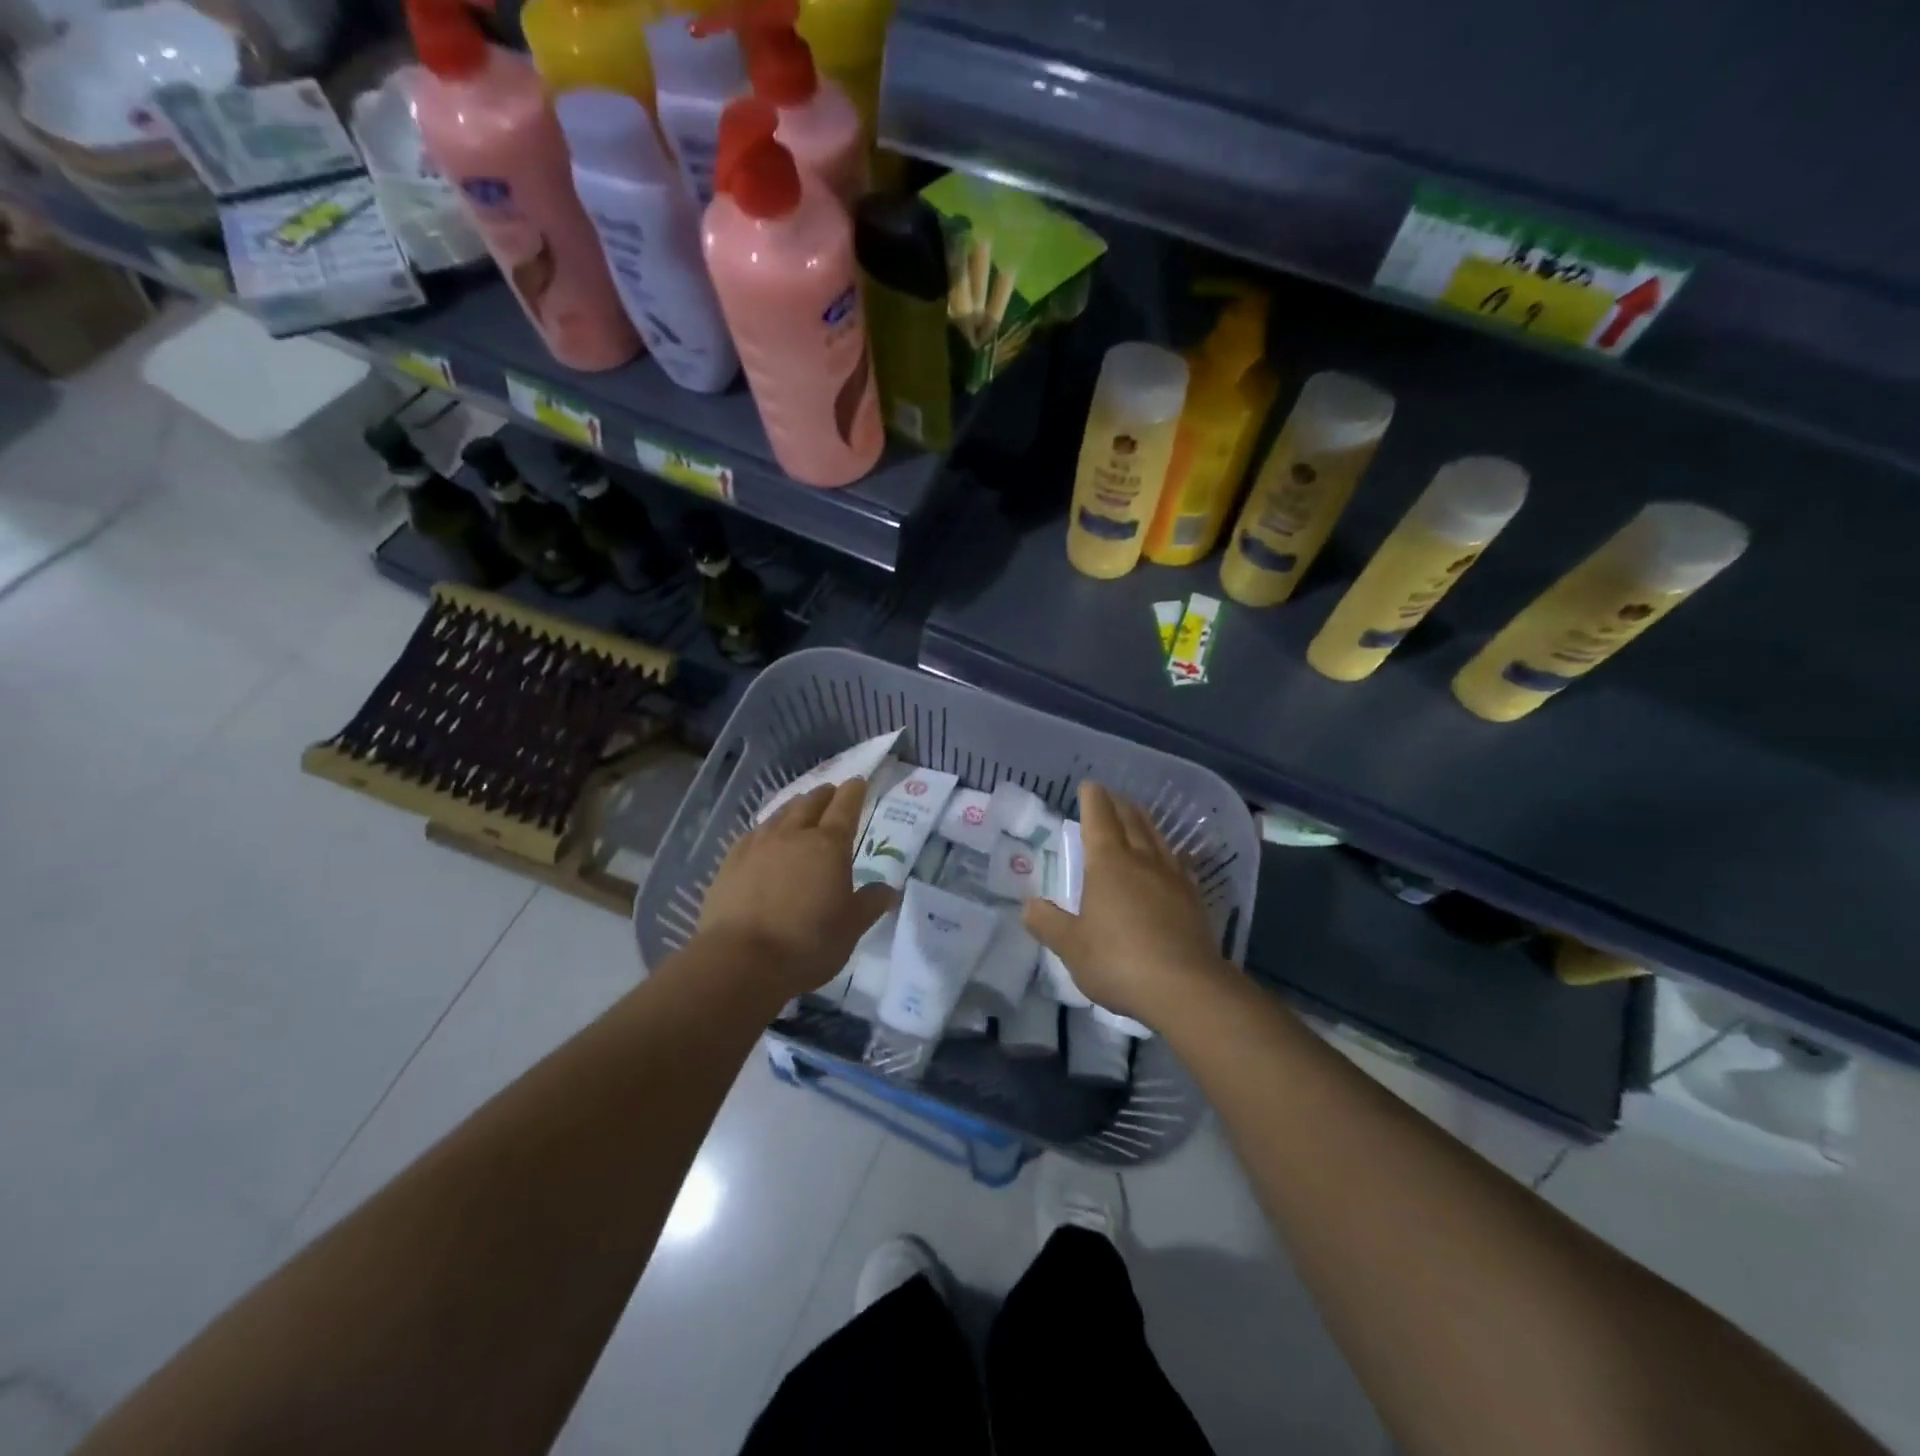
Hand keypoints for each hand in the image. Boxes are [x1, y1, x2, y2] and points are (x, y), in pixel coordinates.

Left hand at [697, 778, 895, 1001]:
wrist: (740, 961)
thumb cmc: (807, 944)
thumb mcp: (851, 928)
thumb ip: (870, 903)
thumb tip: (889, 890)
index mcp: (829, 845)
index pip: (846, 806)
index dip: (854, 791)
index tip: (859, 782)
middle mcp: (793, 834)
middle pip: (811, 802)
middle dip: (825, 795)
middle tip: (832, 793)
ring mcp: (758, 844)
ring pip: (780, 813)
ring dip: (795, 807)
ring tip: (801, 809)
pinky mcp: (731, 860)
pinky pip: (754, 832)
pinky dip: (768, 828)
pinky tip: (766, 837)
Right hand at [1023, 781, 1226, 1026]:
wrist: (1186, 988)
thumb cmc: (1119, 961)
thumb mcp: (1072, 947)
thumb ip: (1049, 924)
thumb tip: (1028, 906)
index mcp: (1108, 864)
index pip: (1099, 819)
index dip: (1093, 800)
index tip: (1089, 786)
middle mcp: (1142, 861)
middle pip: (1131, 822)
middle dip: (1119, 805)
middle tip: (1111, 795)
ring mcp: (1172, 879)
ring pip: (1157, 838)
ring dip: (1145, 822)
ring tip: (1138, 815)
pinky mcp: (1194, 900)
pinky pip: (1180, 864)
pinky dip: (1170, 852)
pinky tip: (1174, 858)